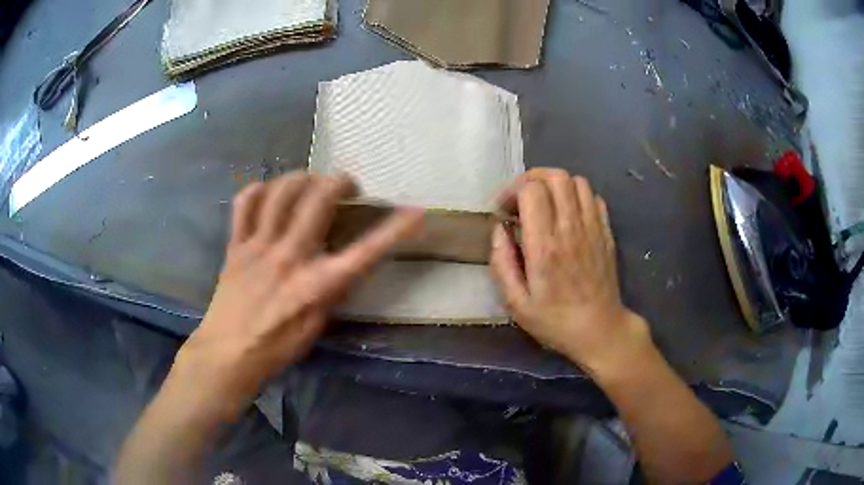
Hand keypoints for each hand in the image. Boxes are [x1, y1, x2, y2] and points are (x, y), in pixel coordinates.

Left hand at [173, 172, 421, 408]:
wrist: (228, 354)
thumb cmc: (276, 348)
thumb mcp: (316, 326)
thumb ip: (331, 291)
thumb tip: (342, 264)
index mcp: (316, 285)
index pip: (366, 251)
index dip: (396, 229)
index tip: (416, 212)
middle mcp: (289, 257)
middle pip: (318, 199)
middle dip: (341, 181)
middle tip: (347, 185)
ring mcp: (258, 246)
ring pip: (281, 192)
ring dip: (303, 177)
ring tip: (311, 181)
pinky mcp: (236, 245)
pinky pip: (244, 204)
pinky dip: (259, 190)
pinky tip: (269, 192)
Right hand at [490, 168, 651, 377]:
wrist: (600, 331)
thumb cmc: (555, 321)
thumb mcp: (516, 303)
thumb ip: (502, 263)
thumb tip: (499, 229)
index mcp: (545, 247)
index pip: (532, 191)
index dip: (513, 191)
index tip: (504, 210)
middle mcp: (571, 229)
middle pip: (555, 176)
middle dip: (532, 179)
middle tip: (521, 200)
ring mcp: (593, 228)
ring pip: (577, 181)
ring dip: (555, 185)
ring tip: (544, 204)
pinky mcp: (606, 233)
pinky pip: (593, 197)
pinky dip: (577, 196)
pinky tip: (567, 214)